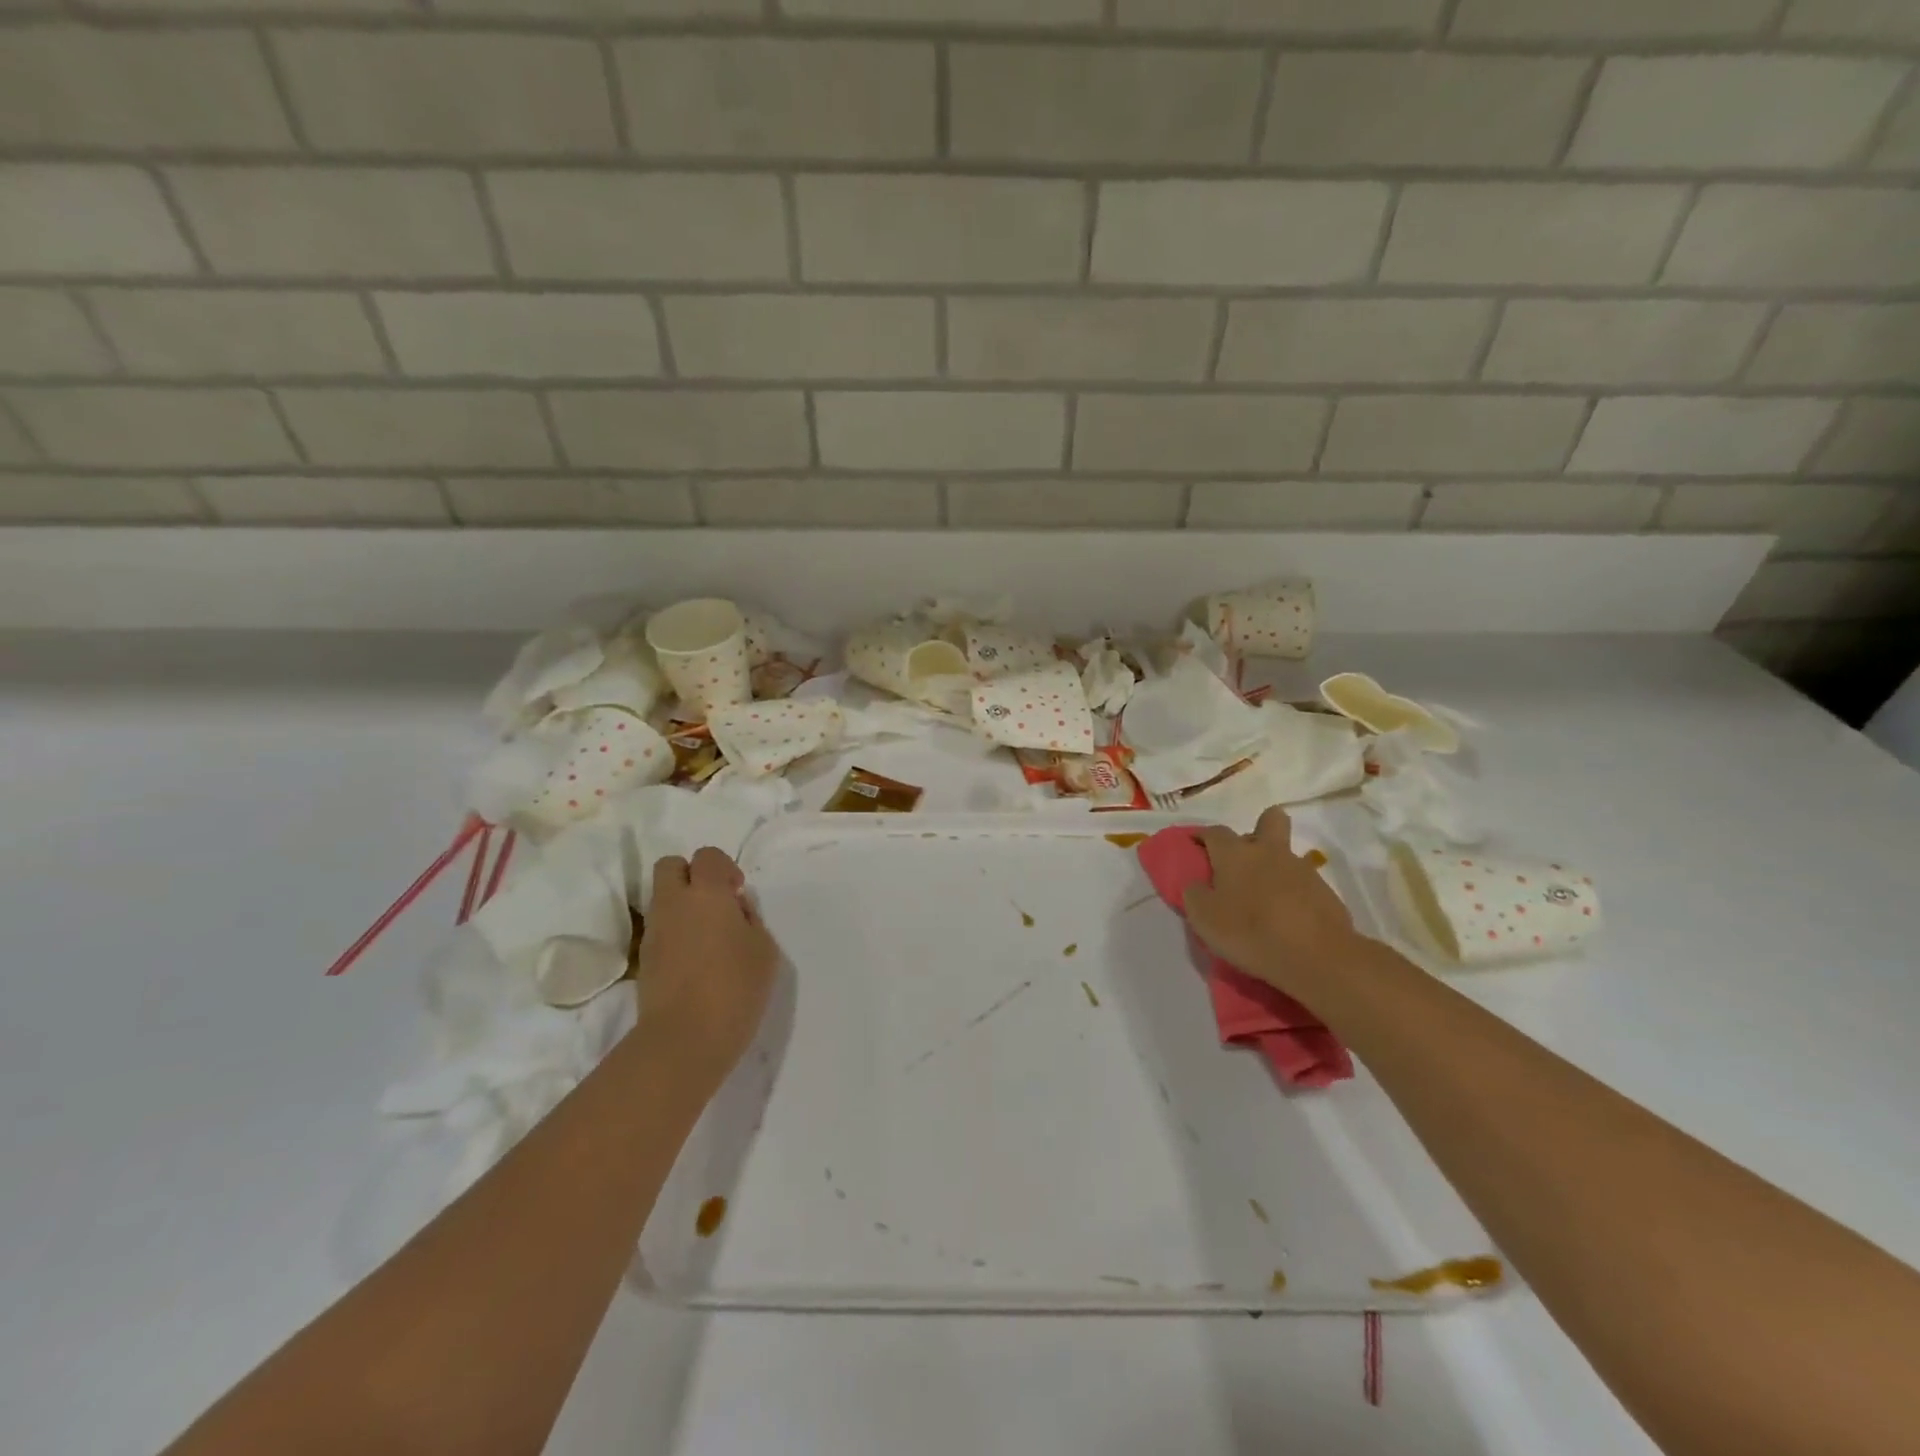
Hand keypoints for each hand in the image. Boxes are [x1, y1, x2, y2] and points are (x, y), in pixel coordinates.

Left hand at [634, 847, 780, 1088]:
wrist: (684, 1039)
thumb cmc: (735, 987)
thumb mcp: (763, 949)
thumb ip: (750, 919)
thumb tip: (735, 909)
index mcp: (707, 893)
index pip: (707, 856)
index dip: (724, 868)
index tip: (738, 893)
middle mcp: (674, 903)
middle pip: (671, 866)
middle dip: (692, 875)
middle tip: (716, 903)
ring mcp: (654, 931)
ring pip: (662, 898)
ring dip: (682, 905)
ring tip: (708, 936)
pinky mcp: (645, 959)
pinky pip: (660, 928)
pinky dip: (675, 932)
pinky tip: (695, 959)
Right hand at [1184, 807, 1364, 997]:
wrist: (1317, 957)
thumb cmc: (1250, 932)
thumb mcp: (1204, 919)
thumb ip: (1194, 895)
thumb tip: (1196, 884)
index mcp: (1235, 853)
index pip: (1214, 832)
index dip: (1202, 836)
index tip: (1194, 846)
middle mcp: (1269, 851)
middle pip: (1270, 819)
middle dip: (1258, 828)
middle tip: (1245, 857)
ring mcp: (1302, 870)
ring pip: (1286, 855)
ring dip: (1275, 867)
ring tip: (1264, 900)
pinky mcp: (1326, 893)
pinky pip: (1303, 883)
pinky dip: (1293, 894)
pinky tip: (1287, 918)